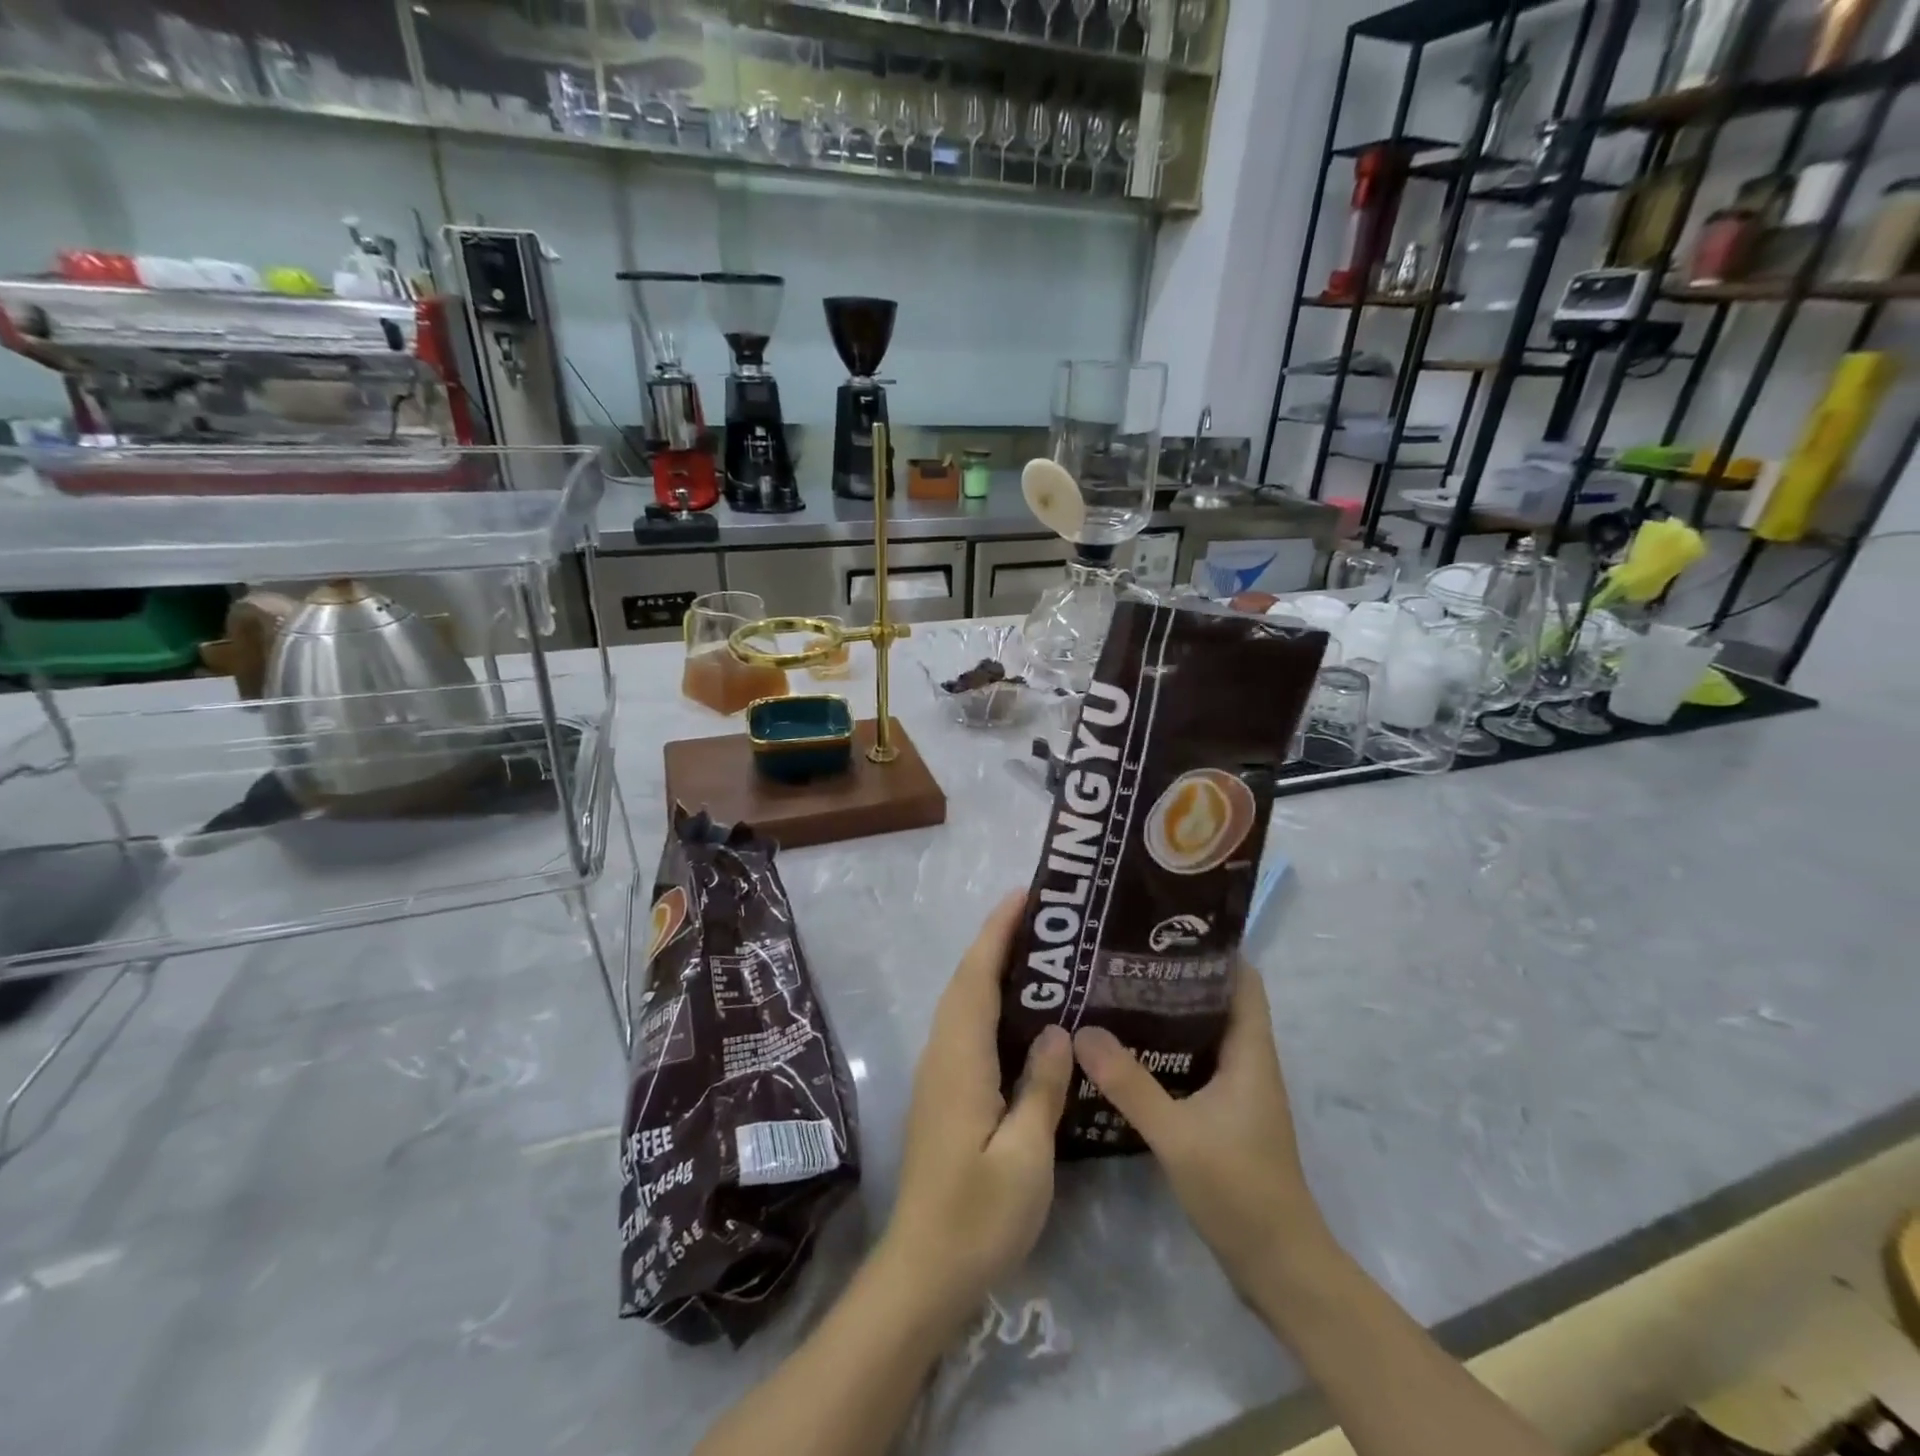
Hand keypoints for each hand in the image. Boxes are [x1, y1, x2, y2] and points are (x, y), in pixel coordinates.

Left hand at [882, 891, 1073, 1323]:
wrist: (923, 1272)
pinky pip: (966, 1028)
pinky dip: (989, 1002)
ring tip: (1040, 955)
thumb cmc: (977, 1216)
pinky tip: (1023, 1017)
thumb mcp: (1025, 1157)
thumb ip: (1040, 1088)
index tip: (1024, 895)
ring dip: (992, 970)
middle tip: (1045, 919)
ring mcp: (938, 1074)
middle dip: (997, 941)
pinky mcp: (943, 1094)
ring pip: (963, 1003)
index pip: (976, 977)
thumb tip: (1056, 1031)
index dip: (997, 932)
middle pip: (965, 982)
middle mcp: (942, 1054)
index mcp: (960, 1060)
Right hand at [1072, 963, 1331, 1295]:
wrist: (1278, 1265)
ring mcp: (1236, 1088)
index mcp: (1250, 1052)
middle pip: (1215, 999)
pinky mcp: (1222, 1112)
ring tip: (1115, 990)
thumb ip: (1129, 1083)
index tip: (1164, 927)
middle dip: (1174, 975)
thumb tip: (1082, 1030)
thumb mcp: (1177, 1134)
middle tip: (1123, 956)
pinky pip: (1191, 1063)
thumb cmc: (1239, 1189)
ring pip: (1200, 1032)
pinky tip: (1124, 1049)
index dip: (1212, 948)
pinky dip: (1163, 1049)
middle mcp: (1247, 1061)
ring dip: (1165, 1013)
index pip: (1242, 979)